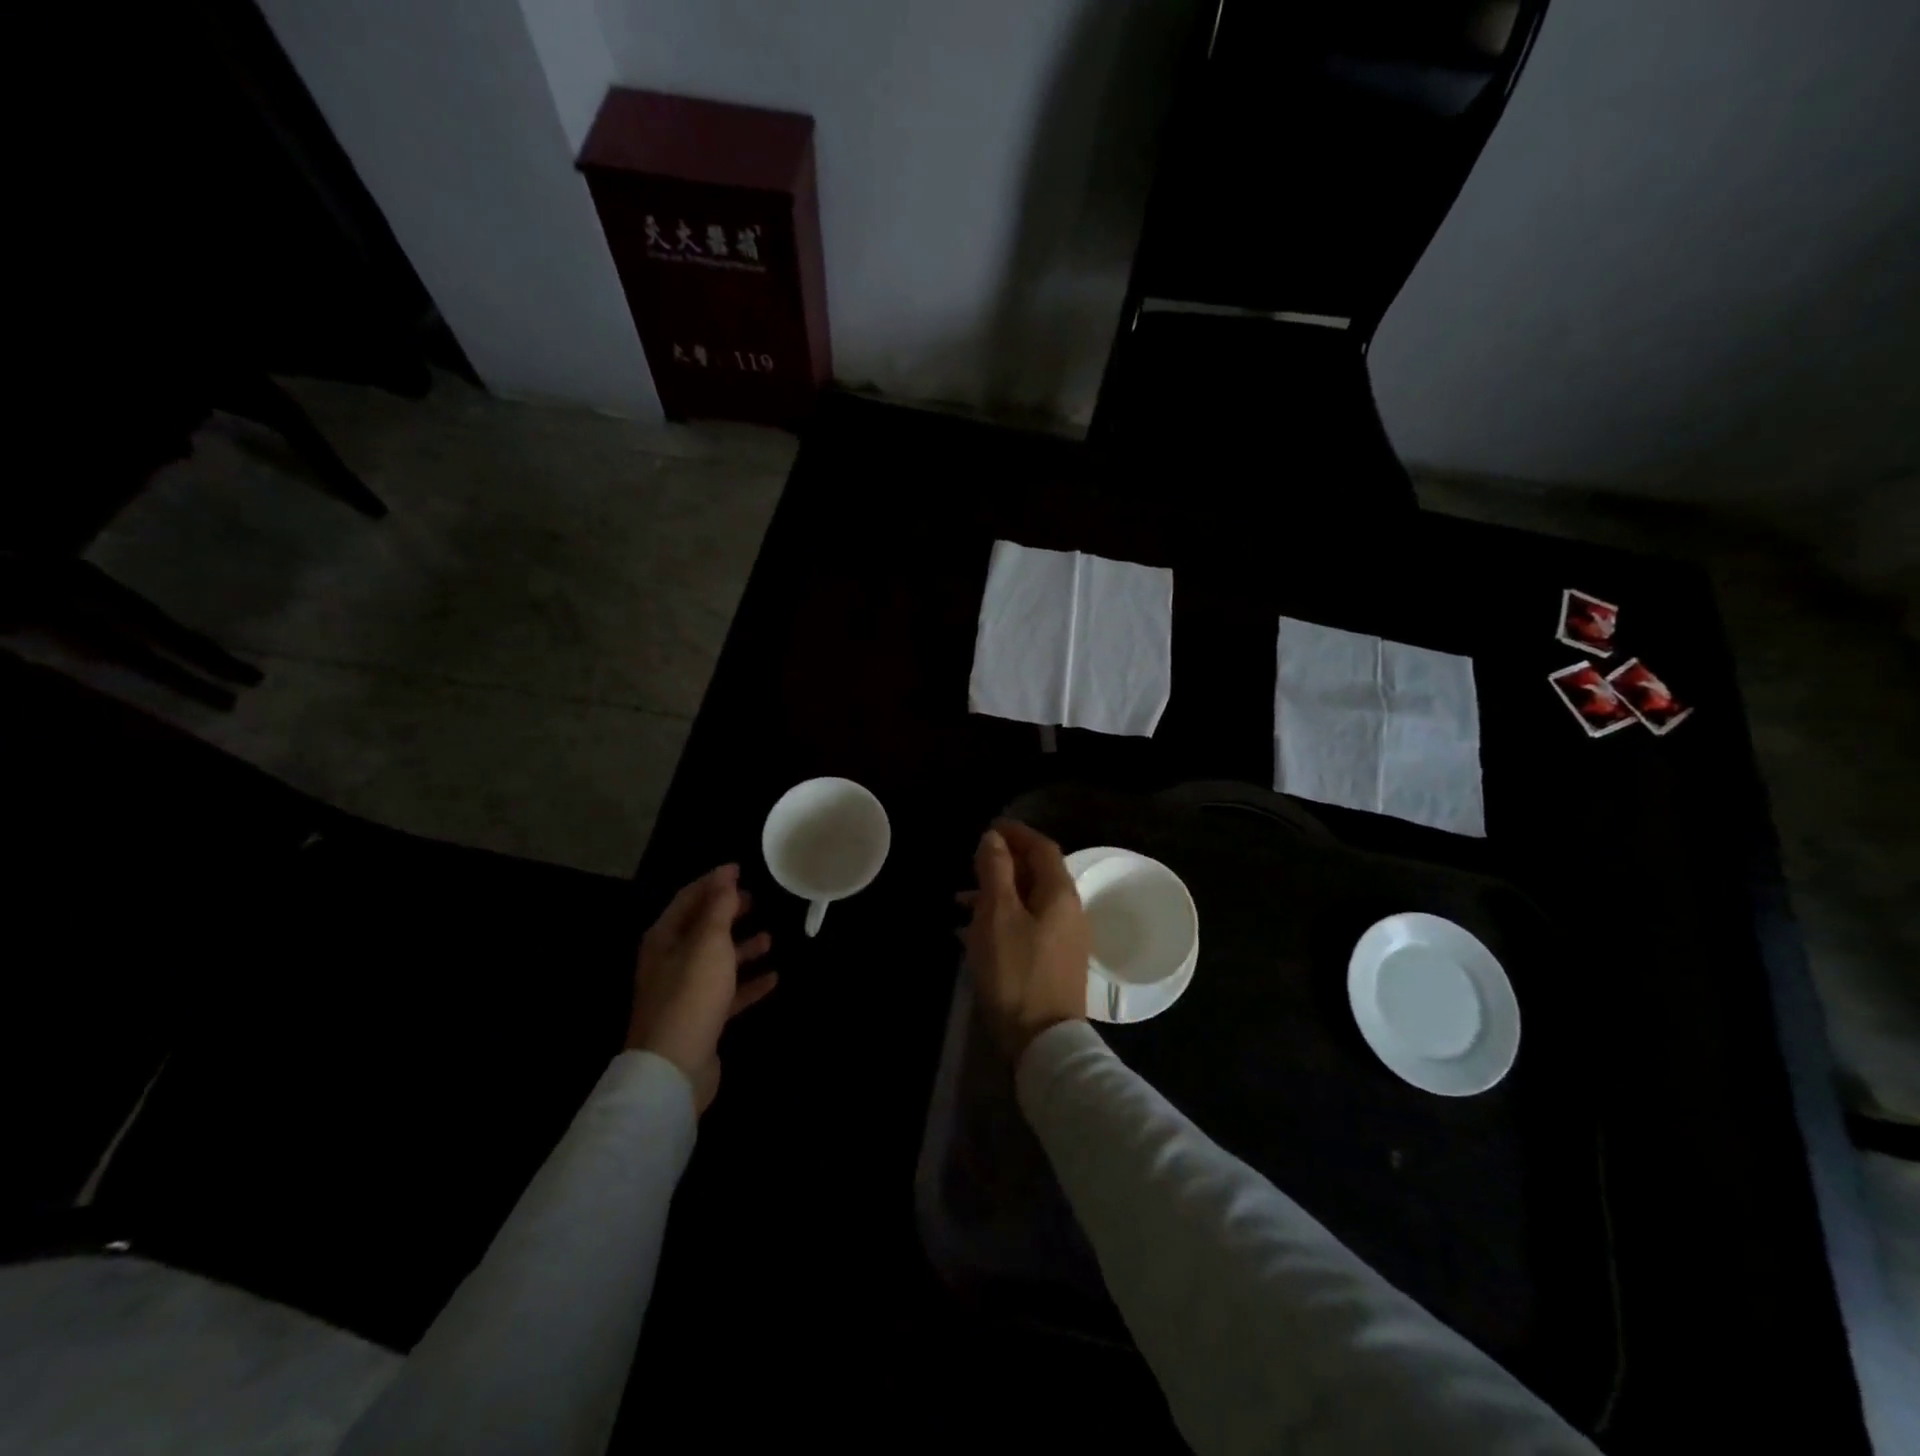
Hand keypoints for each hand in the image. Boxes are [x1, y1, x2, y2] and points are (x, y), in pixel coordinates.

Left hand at [627, 864, 775, 1113]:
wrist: (674, 1068)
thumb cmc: (691, 994)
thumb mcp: (709, 942)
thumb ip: (719, 907)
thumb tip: (726, 873)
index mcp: (664, 939)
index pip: (688, 899)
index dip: (714, 882)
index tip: (741, 868)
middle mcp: (670, 962)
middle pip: (702, 929)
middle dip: (728, 913)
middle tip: (757, 899)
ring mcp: (685, 992)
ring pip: (717, 961)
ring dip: (741, 947)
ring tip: (771, 936)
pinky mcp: (701, 1019)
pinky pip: (728, 992)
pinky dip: (748, 982)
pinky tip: (773, 978)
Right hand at [962, 820, 1088, 1059]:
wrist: (1044, 1041)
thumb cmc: (1016, 971)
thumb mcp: (997, 915)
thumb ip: (996, 871)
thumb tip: (994, 838)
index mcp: (1059, 893)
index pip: (1042, 847)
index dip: (1016, 833)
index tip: (989, 828)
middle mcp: (1070, 910)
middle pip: (1039, 873)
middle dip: (1005, 863)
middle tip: (972, 862)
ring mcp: (1067, 938)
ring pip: (1031, 901)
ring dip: (1000, 893)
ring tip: (962, 901)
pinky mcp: (1057, 961)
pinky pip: (1030, 924)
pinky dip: (1005, 917)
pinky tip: (977, 933)